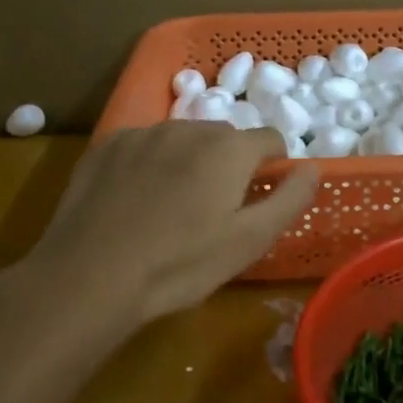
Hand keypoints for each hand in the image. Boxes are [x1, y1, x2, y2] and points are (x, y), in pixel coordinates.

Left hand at [27, 122, 319, 326]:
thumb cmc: (180, 263)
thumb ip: (289, 199)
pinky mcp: (107, 145)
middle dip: (228, 164)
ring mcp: (144, 133)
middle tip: (214, 210)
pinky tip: (136, 200)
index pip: (271, 139)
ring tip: (172, 207)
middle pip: (225, 138)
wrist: (91, 274)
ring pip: (183, 139)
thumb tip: (312, 169)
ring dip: (189, 161)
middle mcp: (189, 128)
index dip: (273, 167)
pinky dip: (150, 164)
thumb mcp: (250, 241)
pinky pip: (144, 146)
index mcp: (230, 149)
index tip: (258, 198)